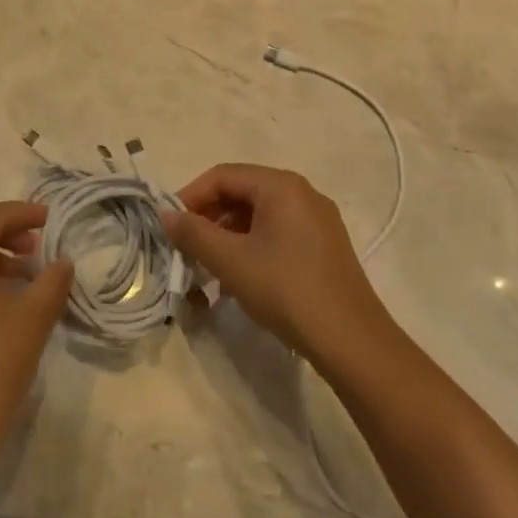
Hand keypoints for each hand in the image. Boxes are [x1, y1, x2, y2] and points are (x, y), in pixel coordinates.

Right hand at [163, 164, 390, 364]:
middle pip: (241, 193)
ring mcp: (317, 220)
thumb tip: (166, 215)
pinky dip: (251, 248)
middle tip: (186, 248)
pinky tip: (239, 280)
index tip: (169, 226)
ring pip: (259, 217)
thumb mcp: (231, 261)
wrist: (351, 341)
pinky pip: (277, 234)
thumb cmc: (286, 290)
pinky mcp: (324, 246)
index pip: (222, 176)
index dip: (190, 197)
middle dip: (208, 219)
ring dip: (227, 237)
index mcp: (281, 186)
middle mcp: (302, 194)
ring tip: (208, 269)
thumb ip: (194, 233)